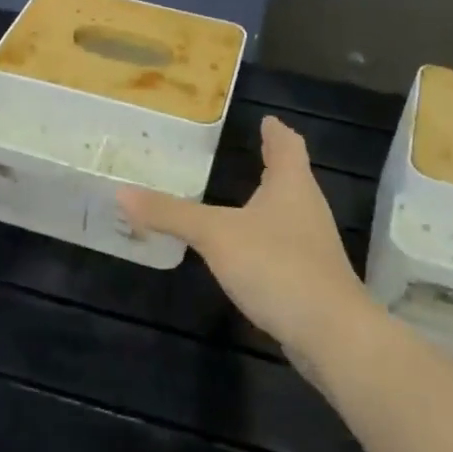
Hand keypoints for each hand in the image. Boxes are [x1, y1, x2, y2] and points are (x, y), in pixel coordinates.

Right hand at [117, 116, 378, 359]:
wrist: (330, 332)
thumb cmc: (275, 265)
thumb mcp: (215, 235)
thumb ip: (171, 214)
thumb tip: (121, 192)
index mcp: (291, 185)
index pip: (287, 145)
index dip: (275, 131)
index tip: (266, 119)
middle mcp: (307, 208)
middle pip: (292, 176)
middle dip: (272, 163)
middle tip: (249, 151)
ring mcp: (313, 245)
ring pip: (289, 210)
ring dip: (269, 201)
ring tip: (243, 196)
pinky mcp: (310, 276)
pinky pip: (285, 243)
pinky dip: (265, 235)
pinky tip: (247, 249)